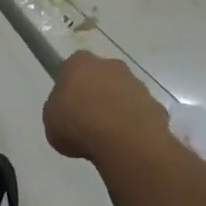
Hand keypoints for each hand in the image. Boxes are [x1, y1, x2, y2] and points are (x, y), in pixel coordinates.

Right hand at [42, 50, 170, 162]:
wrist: (124, 140)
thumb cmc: (78, 125)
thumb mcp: (51, 120)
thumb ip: (58, 109)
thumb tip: (68, 110)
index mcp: (79, 63)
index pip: (71, 68)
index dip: (69, 87)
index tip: (67, 106)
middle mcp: (110, 65)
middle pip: (99, 76)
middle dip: (95, 94)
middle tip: (86, 120)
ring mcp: (135, 83)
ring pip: (121, 93)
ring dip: (115, 108)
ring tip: (106, 136)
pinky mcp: (154, 103)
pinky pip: (138, 112)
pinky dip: (133, 123)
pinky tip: (126, 142)